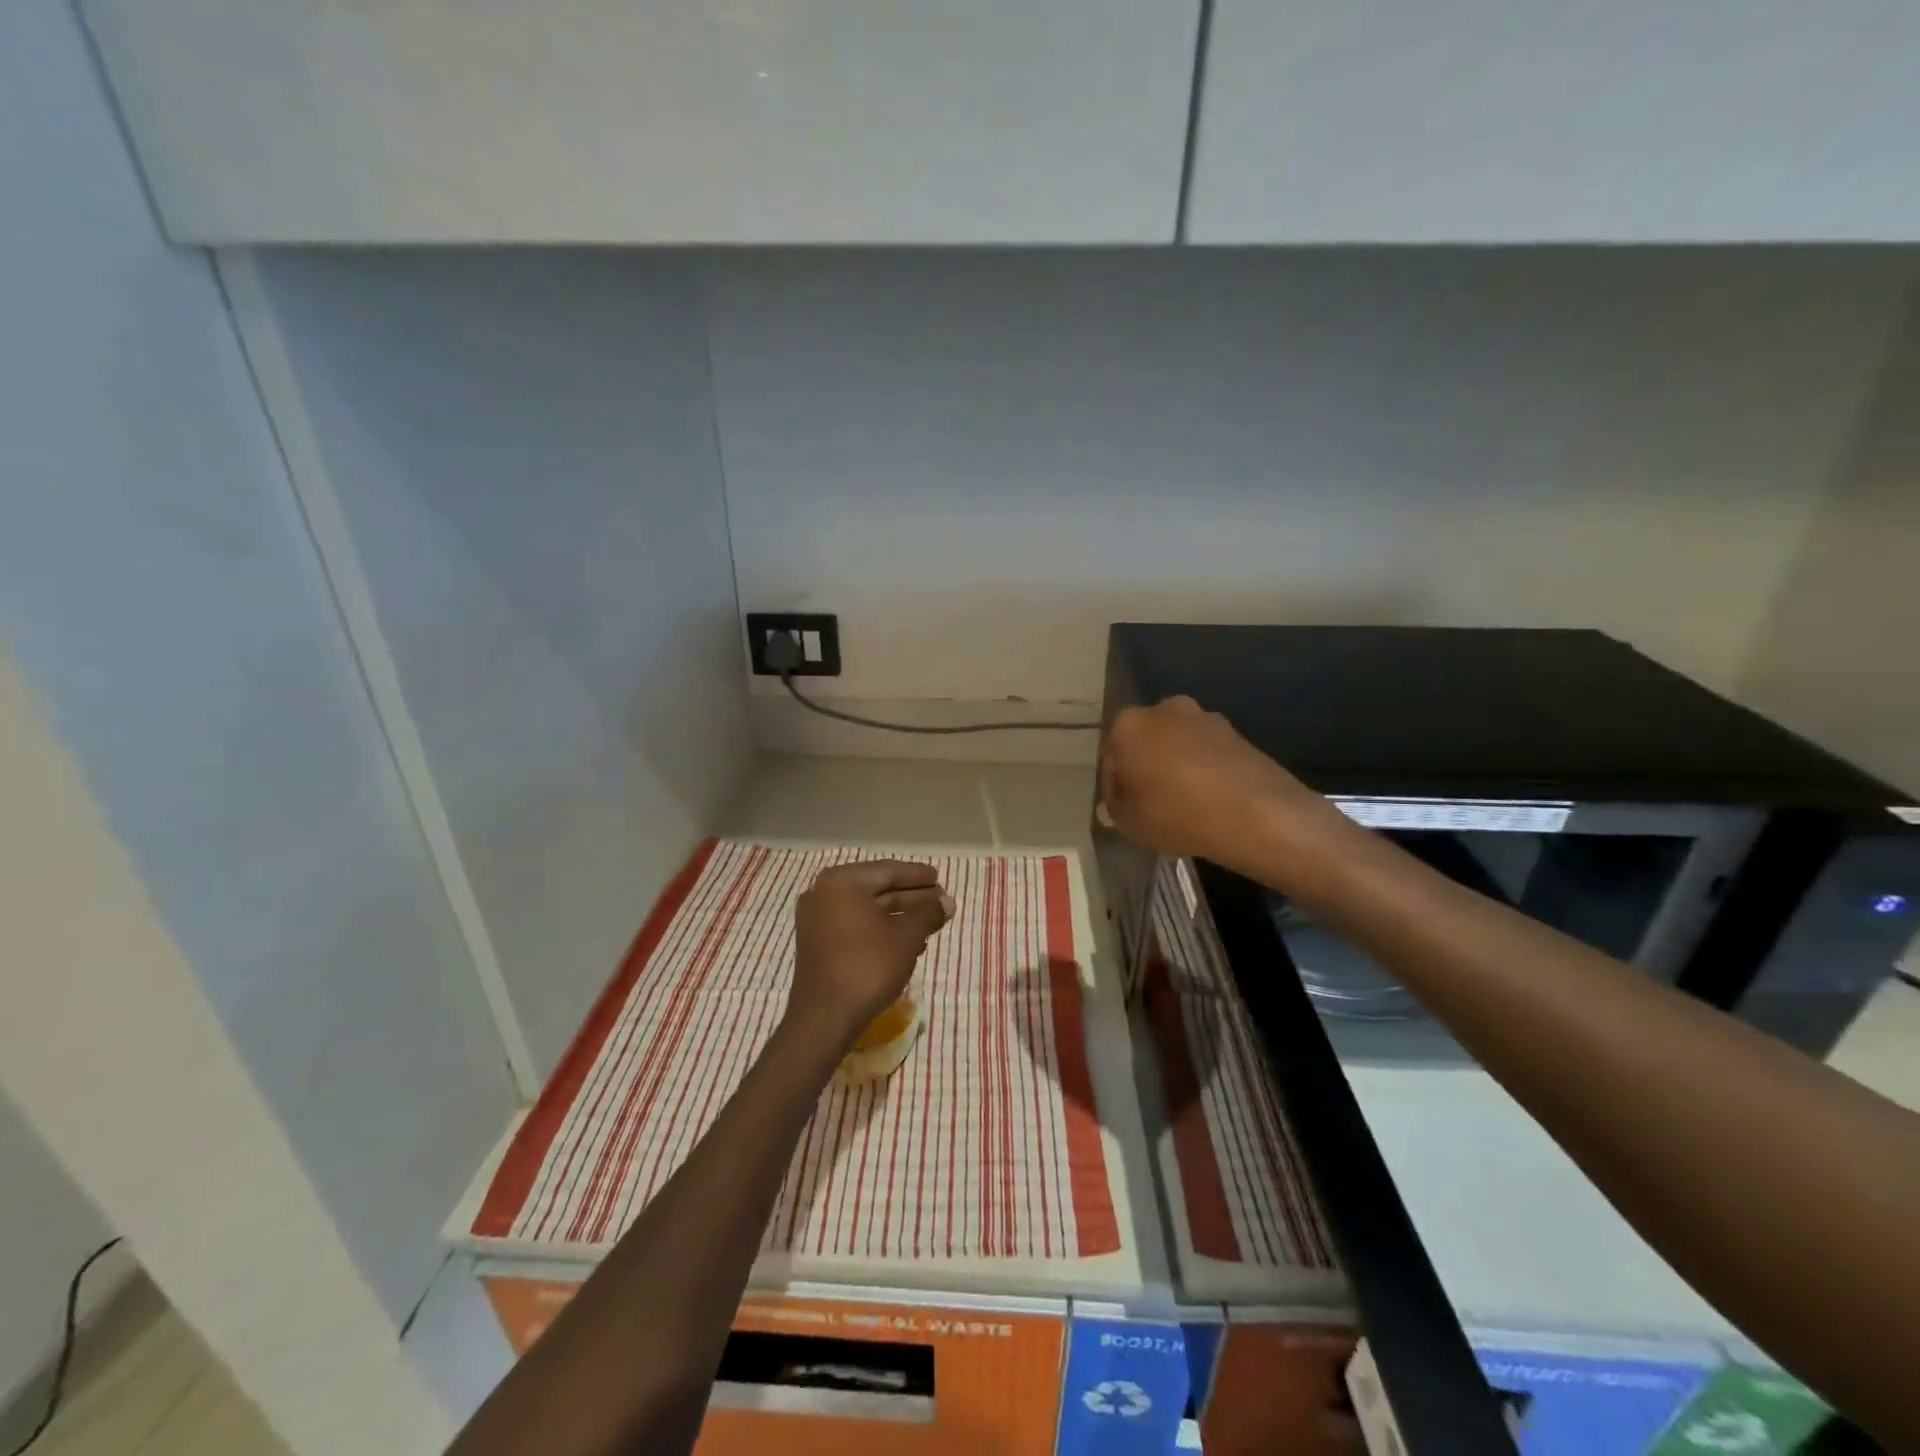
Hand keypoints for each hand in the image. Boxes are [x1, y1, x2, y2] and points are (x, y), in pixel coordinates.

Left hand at [787, 861, 953, 1053]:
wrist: (825, 1018)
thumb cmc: (868, 966)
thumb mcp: (906, 937)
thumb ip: (928, 914)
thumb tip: (948, 902)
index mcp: (843, 882)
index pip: (888, 871)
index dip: (917, 875)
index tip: (938, 877)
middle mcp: (824, 893)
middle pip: (877, 888)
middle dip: (910, 896)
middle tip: (939, 900)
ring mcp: (818, 919)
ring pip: (867, 909)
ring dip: (899, 914)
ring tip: (930, 921)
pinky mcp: (818, 943)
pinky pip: (855, 925)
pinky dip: (881, 928)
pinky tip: (907, 941)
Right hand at [1099, 695, 1332, 875]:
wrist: (1257, 813)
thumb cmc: (1177, 814)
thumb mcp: (1129, 822)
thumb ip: (1114, 807)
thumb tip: (1115, 801)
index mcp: (1128, 725)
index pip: (1110, 755)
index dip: (1114, 784)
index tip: (1124, 808)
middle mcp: (1163, 710)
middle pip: (1144, 741)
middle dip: (1145, 767)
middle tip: (1151, 803)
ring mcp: (1203, 717)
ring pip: (1176, 743)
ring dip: (1175, 765)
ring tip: (1184, 803)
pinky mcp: (1235, 731)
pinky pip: (1206, 751)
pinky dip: (1203, 768)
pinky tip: (1209, 798)